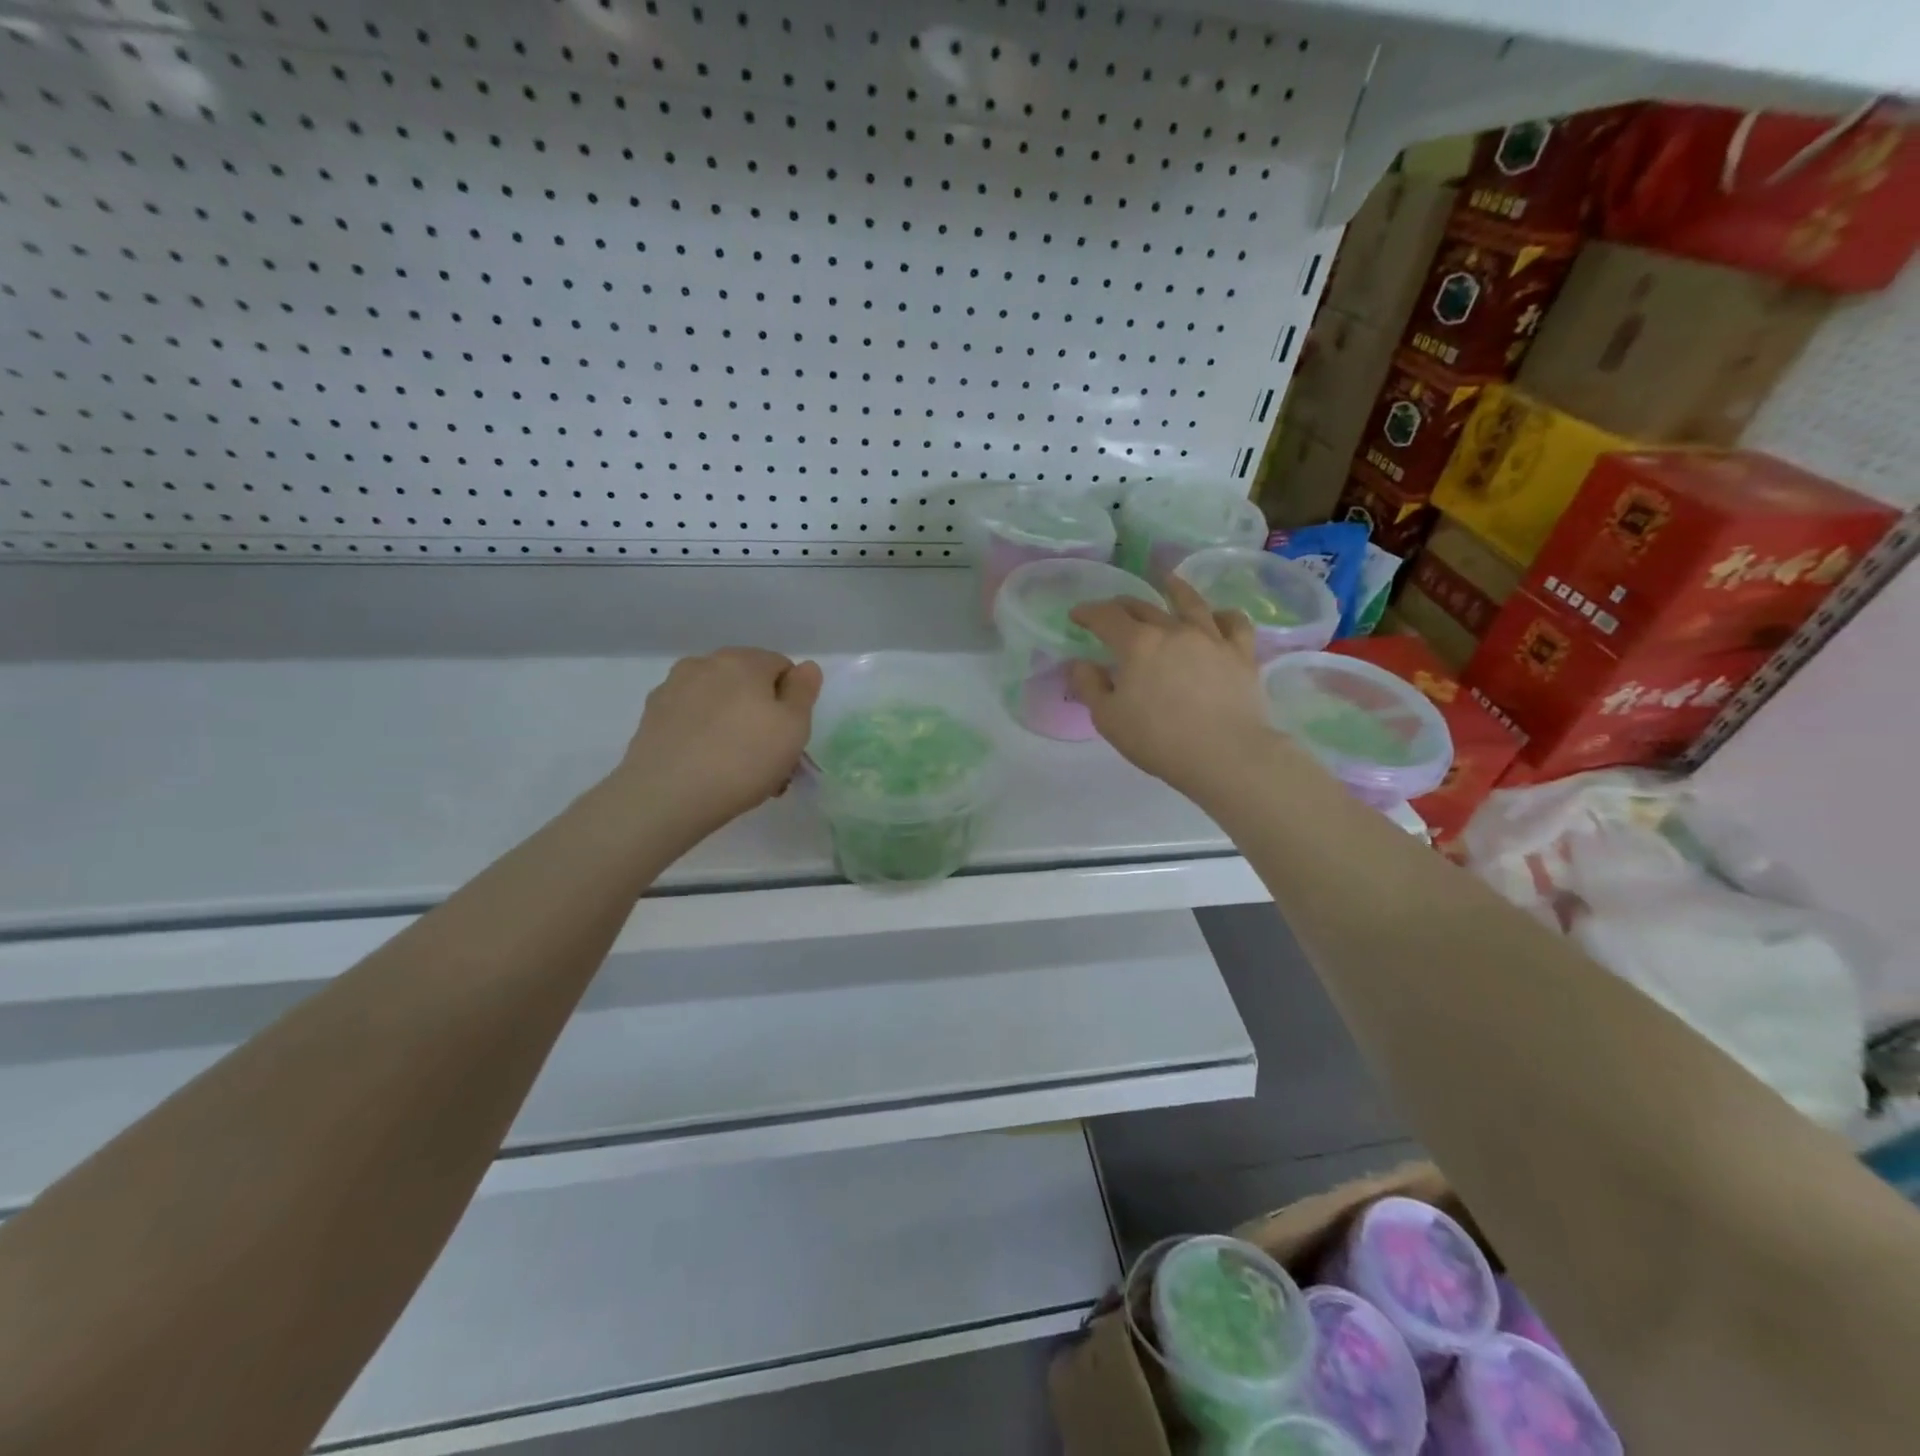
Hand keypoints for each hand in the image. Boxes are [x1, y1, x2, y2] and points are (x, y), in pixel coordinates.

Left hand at [614, 648, 822, 838]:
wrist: (666, 797)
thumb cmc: (743, 760)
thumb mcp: (793, 728)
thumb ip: (804, 692)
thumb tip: (806, 667)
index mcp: (743, 660)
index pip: (782, 667)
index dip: (793, 702)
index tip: (791, 738)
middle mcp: (704, 664)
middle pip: (747, 684)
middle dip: (762, 715)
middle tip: (771, 760)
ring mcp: (673, 689)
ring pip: (719, 704)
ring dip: (734, 727)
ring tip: (739, 771)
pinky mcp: (652, 717)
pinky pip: (693, 720)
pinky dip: (705, 736)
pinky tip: (708, 769)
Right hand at [1068, 577, 1279, 803]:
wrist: (1225, 755)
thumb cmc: (1158, 740)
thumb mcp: (1108, 719)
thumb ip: (1089, 686)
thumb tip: (1080, 663)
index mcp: (1137, 644)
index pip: (1106, 617)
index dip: (1088, 612)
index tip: (1076, 614)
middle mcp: (1173, 630)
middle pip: (1143, 607)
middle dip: (1122, 605)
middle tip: (1112, 609)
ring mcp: (1211, 638)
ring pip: (1191, 603)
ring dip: (1175, 589)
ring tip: (1167, 580)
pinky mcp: (1241, 653)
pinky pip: (1234, 623)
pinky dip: (1223, 615)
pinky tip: (1218, 616)